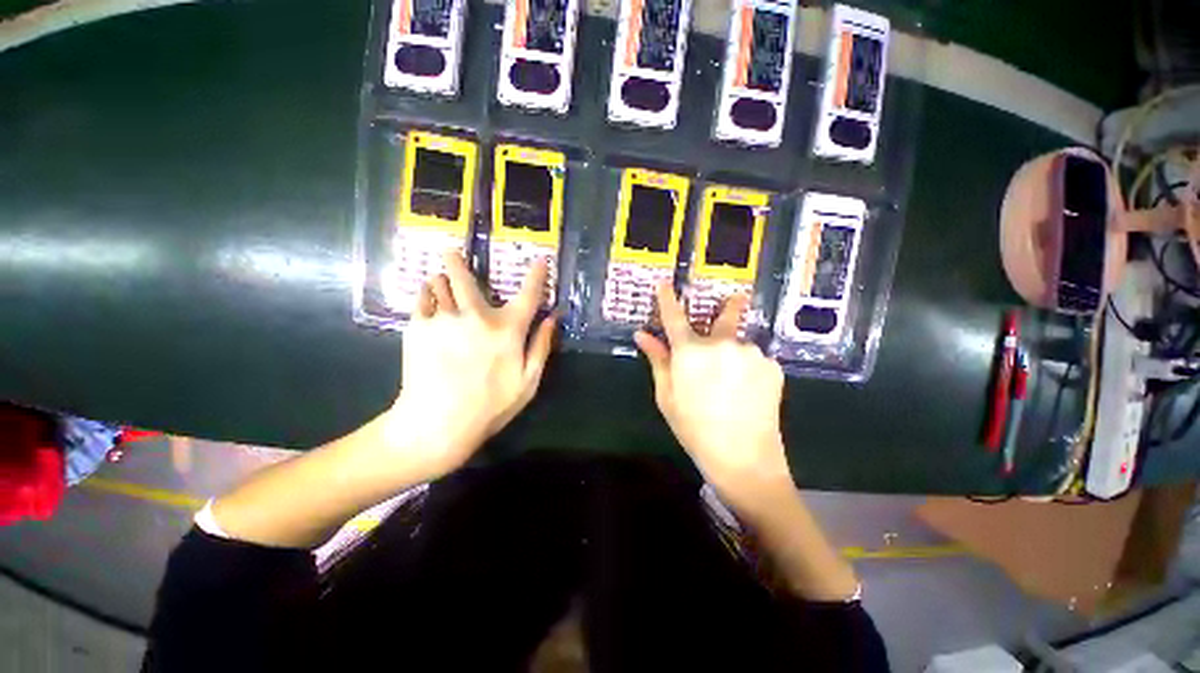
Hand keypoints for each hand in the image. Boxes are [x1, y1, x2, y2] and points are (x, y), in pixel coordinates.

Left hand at [386, 252, 556, 480]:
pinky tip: (429, 307)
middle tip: (450, 251)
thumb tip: (553, 319)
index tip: (540, 260)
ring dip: (442, 281)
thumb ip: (542, 346)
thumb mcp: (528, 382)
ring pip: (440, 284)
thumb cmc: (490, 406)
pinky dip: (427, 297)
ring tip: (440, 285)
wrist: (436, 424)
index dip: (537, 275)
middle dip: (458, 260)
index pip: (529, 295)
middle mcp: (476, 316)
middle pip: (466, 277)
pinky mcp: (417, 327)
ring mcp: (444, 319)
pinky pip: (422, 299)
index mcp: (507, 330)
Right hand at [634, 283, 790, 501]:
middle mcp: (722, 344)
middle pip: (724, 316)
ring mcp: (751, 353)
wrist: (744, 459)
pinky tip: (749, 391)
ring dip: (735, 353)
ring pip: (740, 344)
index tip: (665, 283)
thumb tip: (642, 335)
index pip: (674, 317)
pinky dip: (749, 368)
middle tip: (736, 298)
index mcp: (690, 352)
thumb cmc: (695, 428)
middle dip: (729, 305)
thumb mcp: (667, 397)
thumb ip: (658, 360)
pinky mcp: (772, 365)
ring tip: (734, 383)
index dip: (667, 299)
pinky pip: (756, 359)